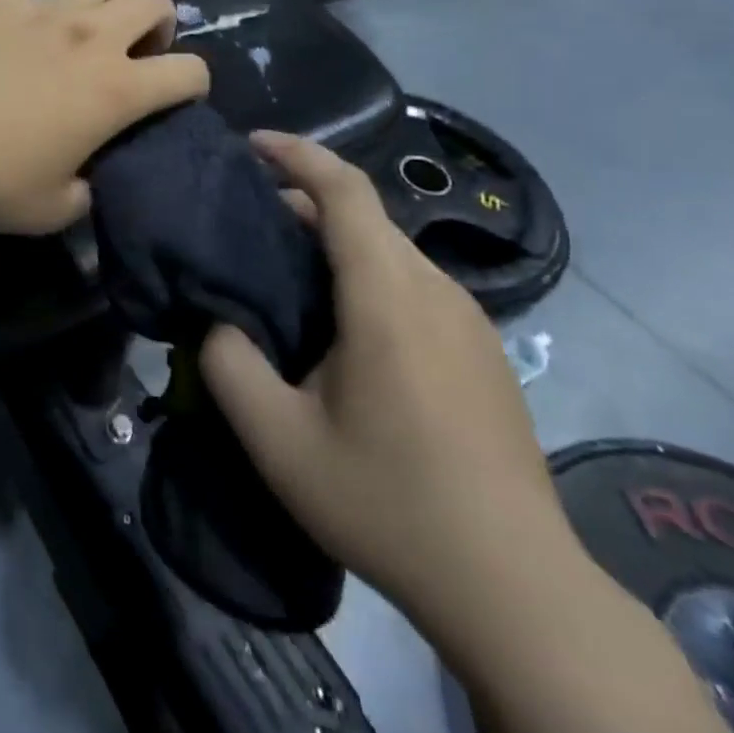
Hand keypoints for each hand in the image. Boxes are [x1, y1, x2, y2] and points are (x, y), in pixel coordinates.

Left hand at [0, 0, 209, 233]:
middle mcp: (91, 39)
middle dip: (164, 20)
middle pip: (151, 6)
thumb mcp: (50, 208)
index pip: (186, 74)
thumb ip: (82, 196)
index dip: (197, 82)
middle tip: (149, 41)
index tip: (186, 91)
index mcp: (115, 91)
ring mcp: (43, 11)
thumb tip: (86, 186)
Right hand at [199, 131, 577, 621]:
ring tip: (287, 275)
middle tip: (249, 224)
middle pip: (365, 216)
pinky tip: (344, 328)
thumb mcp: (278, 440)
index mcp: (387, 294)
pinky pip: (414, 286)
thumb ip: (228, 365)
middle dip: (303, 202)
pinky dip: (367, 275)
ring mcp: (469, 321)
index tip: (251, 144)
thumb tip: (217, 320)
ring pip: (391, 251)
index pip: (344, 189)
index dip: (296, 153)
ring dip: (336, 242)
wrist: (516, 588)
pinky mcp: (484, 352)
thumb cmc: (387, 501)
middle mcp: (435, 290)